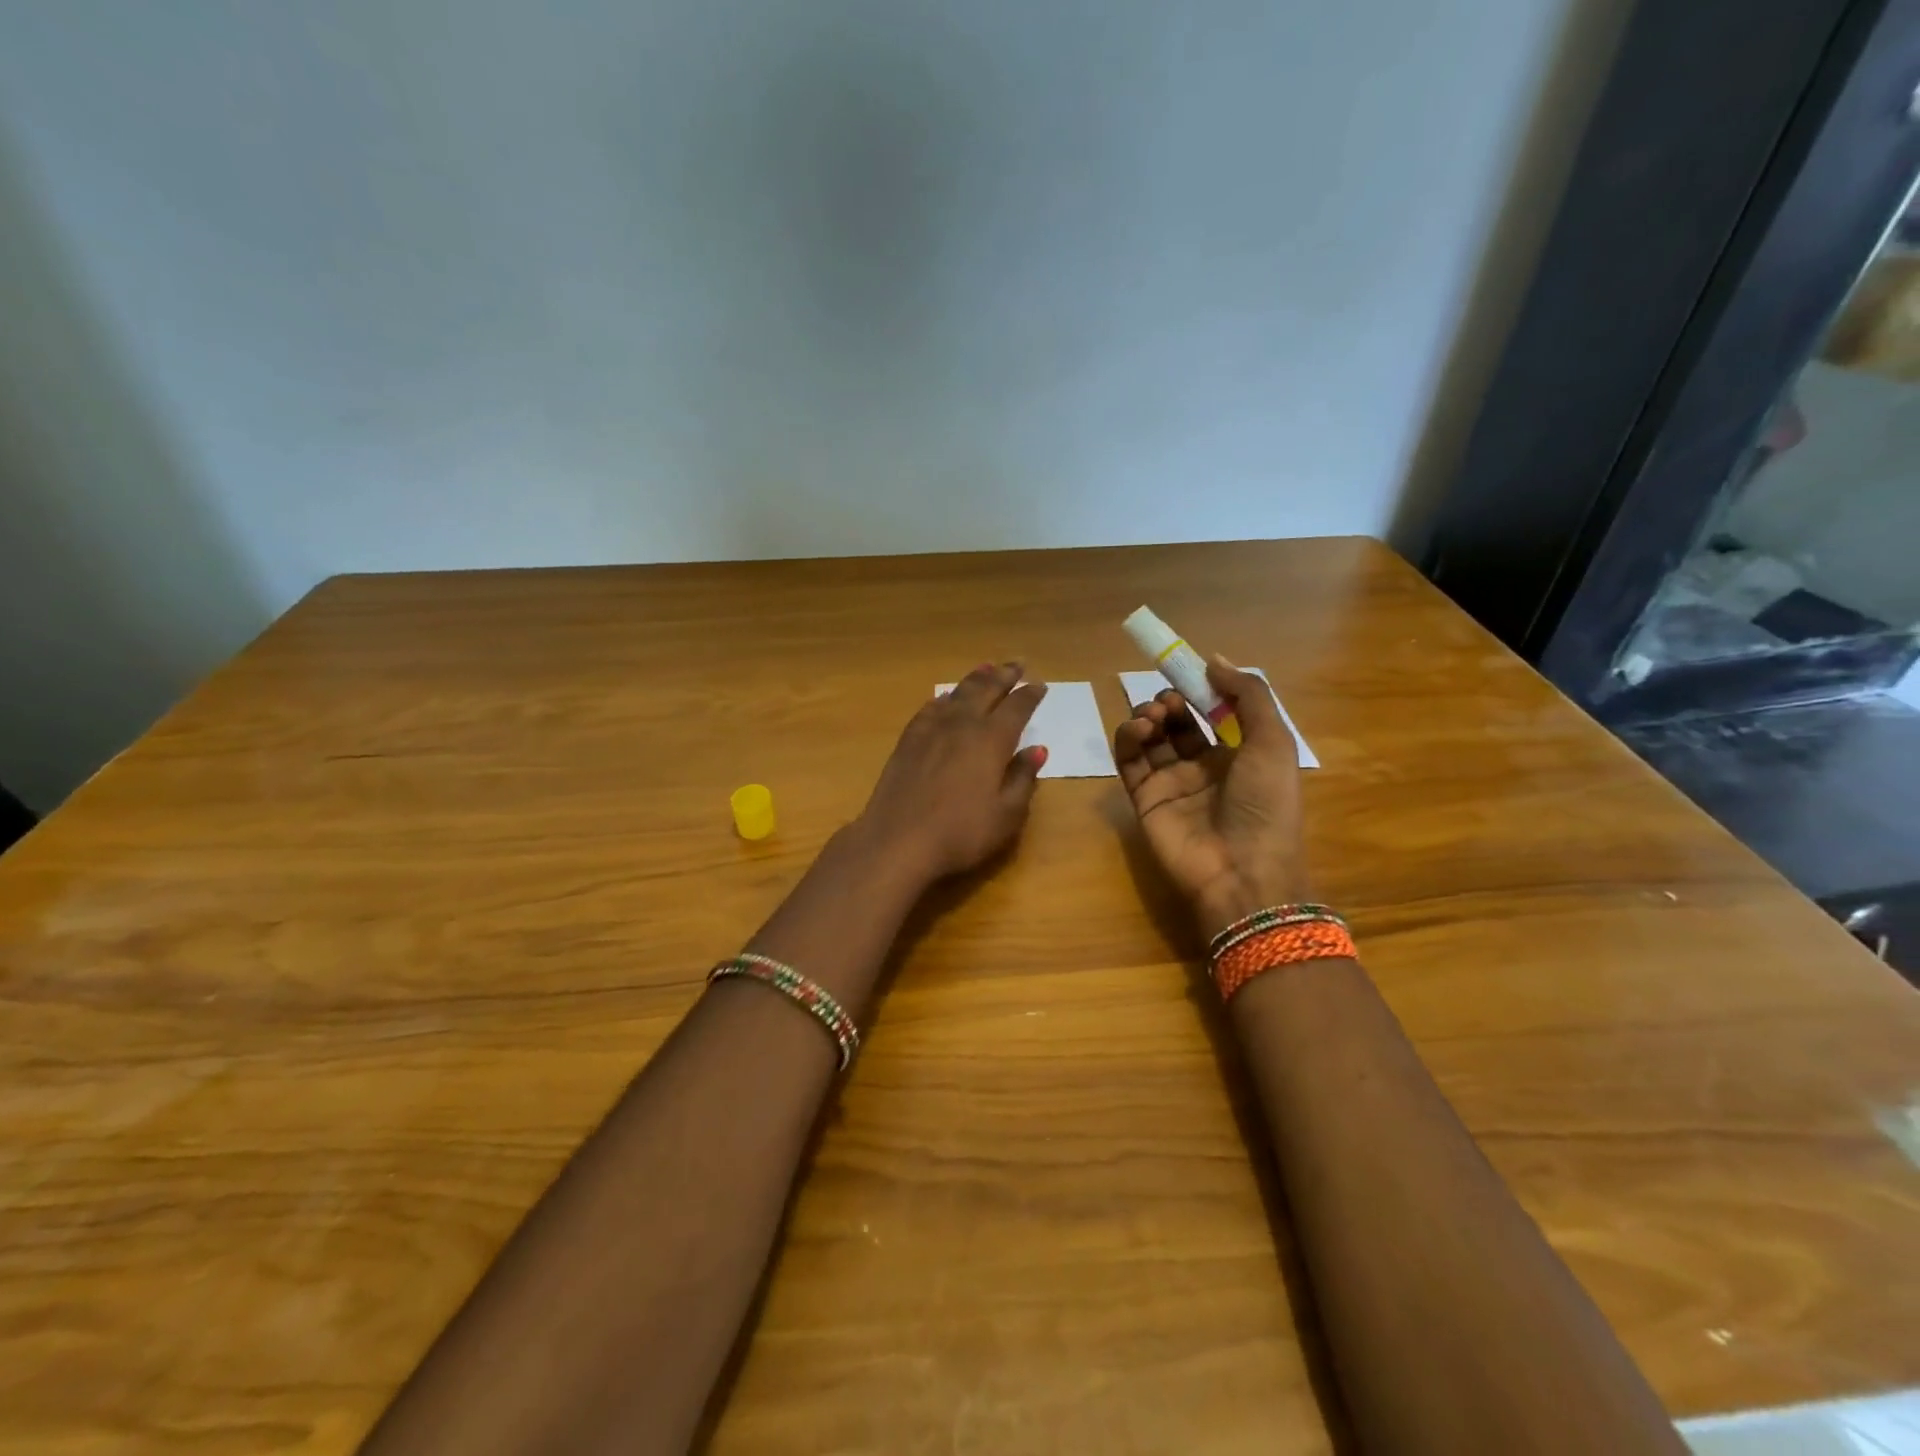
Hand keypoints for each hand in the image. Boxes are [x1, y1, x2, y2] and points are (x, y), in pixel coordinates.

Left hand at [856, 662, 1049, 881]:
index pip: (1017, 708)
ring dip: (974, 679)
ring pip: (957, 694)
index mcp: (992, 740)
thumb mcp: (1006, 814)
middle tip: (1017, 664)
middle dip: (1004, 676)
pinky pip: (930, 709)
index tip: (1039, 685)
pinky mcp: (908, 741)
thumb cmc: (961, 833)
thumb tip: (1037, 749)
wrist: (898, 840)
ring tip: (986, 667)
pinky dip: (943, 698)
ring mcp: (931, 730)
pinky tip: (944, 699)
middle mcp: (962, 725)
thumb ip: (1023, 778)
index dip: (1029, 695)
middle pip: (986, 690)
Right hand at [1114, 657, 1308, 939]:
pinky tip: (1138, 729)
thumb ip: (1248, 696)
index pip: (1214, 712)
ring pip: (1151, 738)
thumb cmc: (1265, 805)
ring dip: (1148, 716)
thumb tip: (1214, 660)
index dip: (1200, 690)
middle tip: (1169, 701)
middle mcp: (1204, 766)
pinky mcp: (1144, 799)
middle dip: (1171, 702)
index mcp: (1239, 754)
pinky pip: (1129, 761)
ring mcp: (1172, 783)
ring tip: (1154, 716)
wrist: (1242, 872)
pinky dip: (1127, 739)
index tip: (1187, 669)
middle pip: (1178, 722)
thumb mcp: (1273, 742)